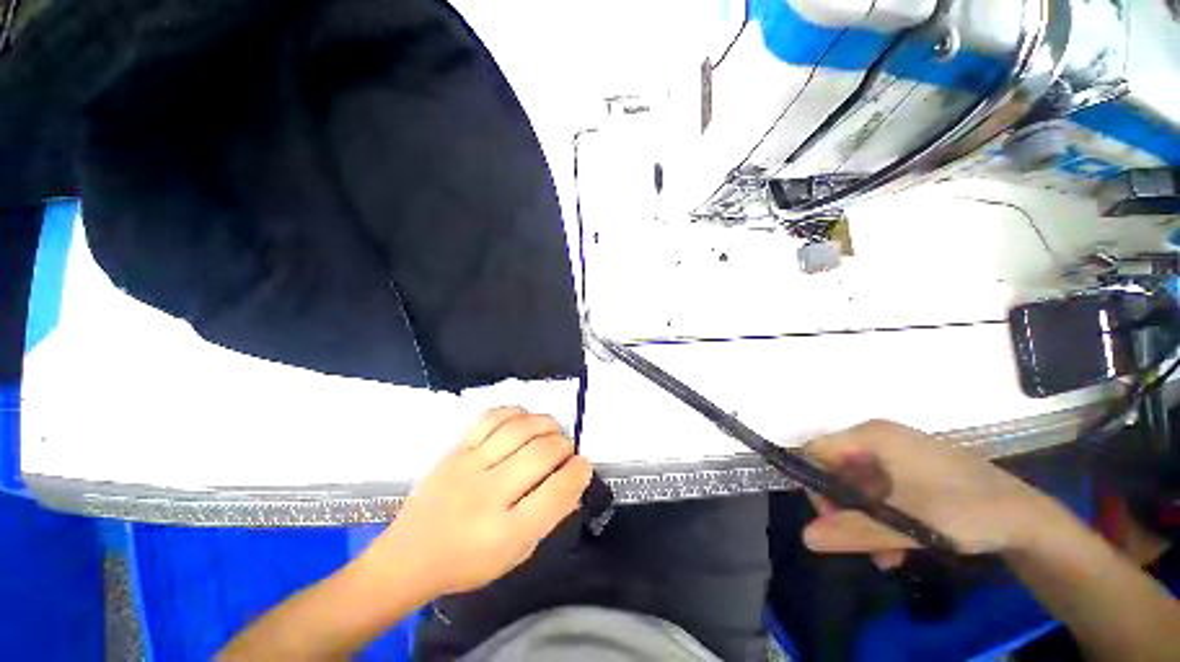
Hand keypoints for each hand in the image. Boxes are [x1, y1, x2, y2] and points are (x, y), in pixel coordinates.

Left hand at [366, 407, 592, 596]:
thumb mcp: (515, 555)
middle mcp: (488, 495)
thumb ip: (548, 517)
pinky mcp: (455, 449)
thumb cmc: (467, 563)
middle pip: (542, 453)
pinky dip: (516, 412)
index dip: (579, 472)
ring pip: (520, 429)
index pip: (557, 491)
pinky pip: (491, 417)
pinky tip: (524, 419)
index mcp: (505, 533)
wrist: (408, 555)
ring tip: (552, 431)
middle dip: (565, 446)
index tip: (583, 466)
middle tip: (565, 451)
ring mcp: (469, 466)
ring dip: (546, 424)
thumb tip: (573, 480)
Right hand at [802, 420, 1058, 567]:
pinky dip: (882, 518)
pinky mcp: (913, 470)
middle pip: (837, 470)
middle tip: (859, 544)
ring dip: (865, 521)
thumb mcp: (908, 526)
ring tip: (884, 557)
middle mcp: (880, 438)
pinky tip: (898, 547)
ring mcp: (898, 453)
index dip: (816, 485)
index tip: (834, 522)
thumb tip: (805, 537)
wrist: (1029, 519)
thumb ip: (854, 531)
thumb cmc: (967, 512)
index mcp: (873, 436)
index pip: (818, 452)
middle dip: (845, 511)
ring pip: (859, 486)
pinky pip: (881, 491)